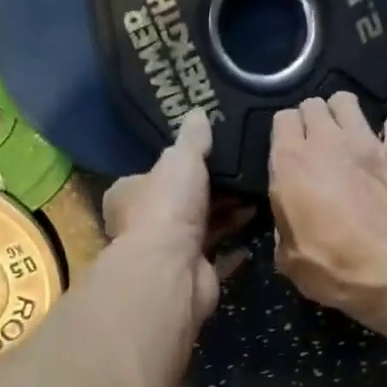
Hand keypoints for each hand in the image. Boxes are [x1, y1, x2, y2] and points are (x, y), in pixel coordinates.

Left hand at [102, 109, 251, 321]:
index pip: (152, 175)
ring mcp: (169, 253)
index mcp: (129, 195)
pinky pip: (220, 254)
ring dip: (228, 214)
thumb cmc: (167, 206)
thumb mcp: (180, 159)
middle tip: (243, 172)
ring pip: (203, 227)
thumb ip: (192, 139)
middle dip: (212, 191)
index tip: (210, 155)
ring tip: (258, 194)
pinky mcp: (193, 274)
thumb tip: (197, 112)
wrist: (173, 269)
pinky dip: (236, 244)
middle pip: (182, 202)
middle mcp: (144, 224)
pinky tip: (257, 225)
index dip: (179, 166)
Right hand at [270, 94, 386, 323]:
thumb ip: (284, 228)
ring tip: (345, 140)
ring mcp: (367, 141)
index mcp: (291, 164)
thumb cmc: (333, 266)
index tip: (287, 158)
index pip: (281, 120)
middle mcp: (327, 141)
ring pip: (347, 101)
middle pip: (313, 105)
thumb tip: (290, 220)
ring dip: (343, 116)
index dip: (284, 136)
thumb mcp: (289, 259)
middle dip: (311, 121)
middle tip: (315, 149)